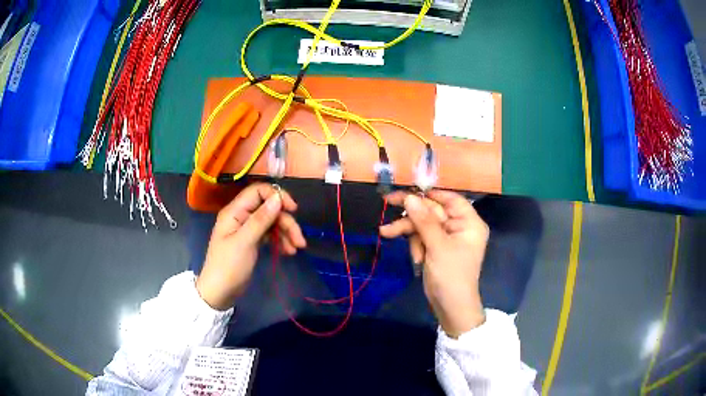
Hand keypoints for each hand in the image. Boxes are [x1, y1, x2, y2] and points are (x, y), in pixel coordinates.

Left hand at [196, 183, 305, 309]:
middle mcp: (242, 216)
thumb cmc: (228, 266)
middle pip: (269, 208)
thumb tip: (277, 198)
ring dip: (286, 232)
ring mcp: (247, 229)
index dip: (277, 196)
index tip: (293, 209)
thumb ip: (261, 219)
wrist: (220, 292)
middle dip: (286, 221)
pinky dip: (280, 240)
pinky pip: (270, 234)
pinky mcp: (252, 241)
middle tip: (299, 240)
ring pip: (272, 222)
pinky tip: (288, 251)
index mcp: (235, 211)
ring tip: (297, 248)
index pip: (258, 191)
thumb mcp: (245, 242)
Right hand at [380, 190, 488, 337]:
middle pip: (432, 211)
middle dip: (411, 214)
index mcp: (469, 222)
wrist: (450, 307)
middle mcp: (459, 227)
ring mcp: (446, 238)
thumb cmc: (451, 275)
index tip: (408, 189)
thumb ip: (424, 221)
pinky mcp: (436, 248)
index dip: (430, 193)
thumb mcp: (438, 246)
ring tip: (386, 232)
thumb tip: (409, 198)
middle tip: (387, 201)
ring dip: (407, 230)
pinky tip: (414, 258)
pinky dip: (414, 245)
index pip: (450, 199)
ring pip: (423, 224)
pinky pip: (421, 237)